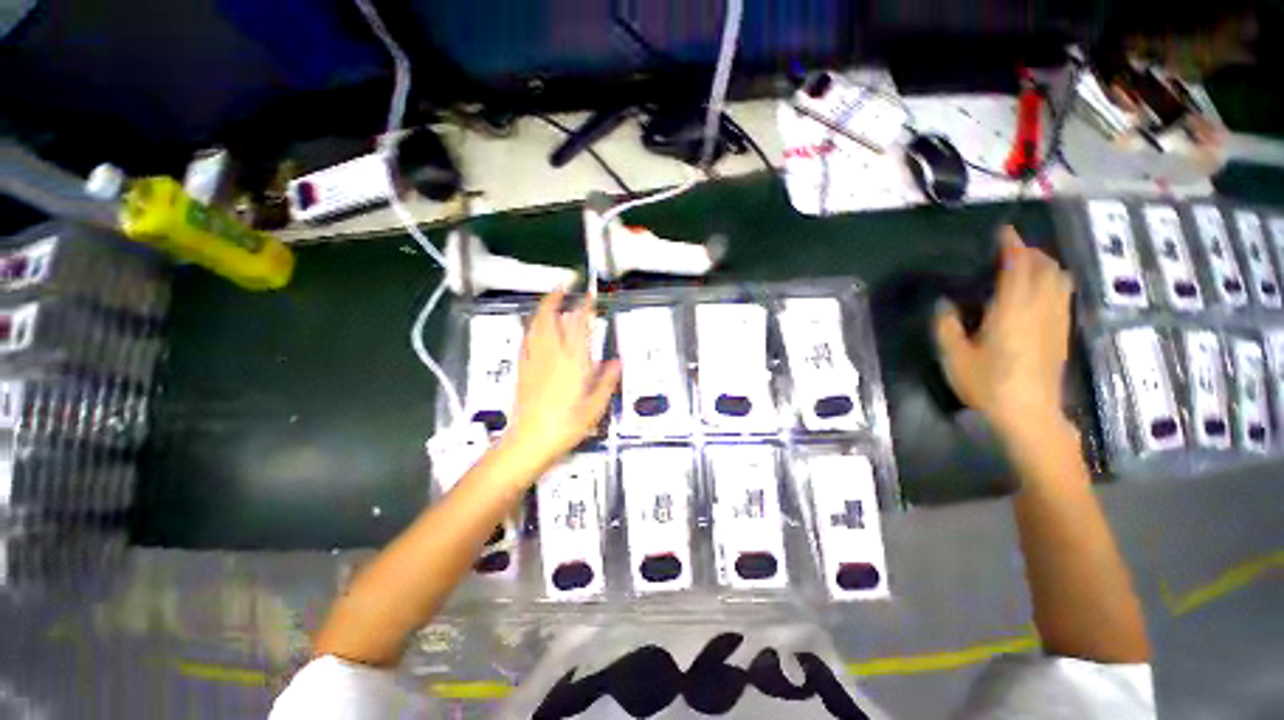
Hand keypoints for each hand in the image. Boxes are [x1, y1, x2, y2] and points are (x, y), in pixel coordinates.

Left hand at [501, 289, 620, 475]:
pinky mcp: (522, 368)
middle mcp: (551, 355)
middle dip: (556, 297)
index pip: (578, 326)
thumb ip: (606, 381)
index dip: (584, 307)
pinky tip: (534, 326)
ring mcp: (534, 360)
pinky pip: (526, 339)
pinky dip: (532, 326)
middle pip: (550, 318)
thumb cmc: (567, 425)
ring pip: (536, 325)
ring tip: (550, 299)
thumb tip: (617, 362)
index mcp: (572, 362)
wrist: (530, 440)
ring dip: (543, 308)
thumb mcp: (595, 406)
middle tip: (564, 284)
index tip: (589, 295)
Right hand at [934, 227, 1074, 442]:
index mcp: (1012, 310)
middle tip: (1010, 250)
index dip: (1012, 246)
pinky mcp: (1062, 333)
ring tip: (1026, 267)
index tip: (1003, 232)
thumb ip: (947, 326)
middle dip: (1031, 253)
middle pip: (1046, 268)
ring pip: (1060, 280)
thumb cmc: (988, 385)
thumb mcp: (955, 357)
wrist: (1029, 414)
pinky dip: (1052, 282)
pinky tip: (1039, 292)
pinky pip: (1063, 295)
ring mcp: (1056, 320)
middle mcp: (1040, 308)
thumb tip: (945, 304)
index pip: (1019, 267)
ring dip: (1045, 266)